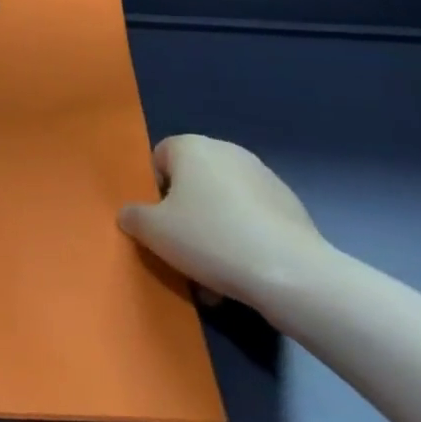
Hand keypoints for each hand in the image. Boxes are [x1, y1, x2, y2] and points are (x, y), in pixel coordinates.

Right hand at [118, 135, 330, 308]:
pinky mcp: (289, 203)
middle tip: (185, 252)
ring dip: (215, 230)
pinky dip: (244, 238)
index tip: (161, 224)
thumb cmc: (210, 239)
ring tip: (216, 274)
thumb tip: (130, 214)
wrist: (290, 272)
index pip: (159, 158)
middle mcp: (226, 150)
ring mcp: (262, 175)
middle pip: (193, 182)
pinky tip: (246, 273)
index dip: (155, 191)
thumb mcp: (154, 232)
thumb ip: (134, 217)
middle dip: (186, 215)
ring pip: (223, 203)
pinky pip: (252, 218)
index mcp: (191, 147)